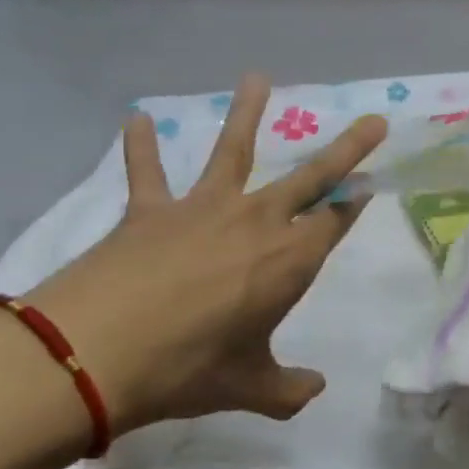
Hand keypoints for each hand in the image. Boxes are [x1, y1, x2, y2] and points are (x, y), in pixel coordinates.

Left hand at [25, 75, 386, 432]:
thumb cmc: (186, 370)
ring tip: (257, 78)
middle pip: (311, 177)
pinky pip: (148, 172)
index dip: (356, 204)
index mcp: (288, 262)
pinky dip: (142, 146)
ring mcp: (201, 209)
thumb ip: (287, 390)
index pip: (334, 223)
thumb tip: (313, 390)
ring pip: (234, 151)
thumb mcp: (247, 388)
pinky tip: (138, 119)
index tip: (374, 184)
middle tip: (374, 122)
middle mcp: (255, 222)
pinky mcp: (150, 210)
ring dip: (248, 114)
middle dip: (347, 150)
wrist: (94, 353)